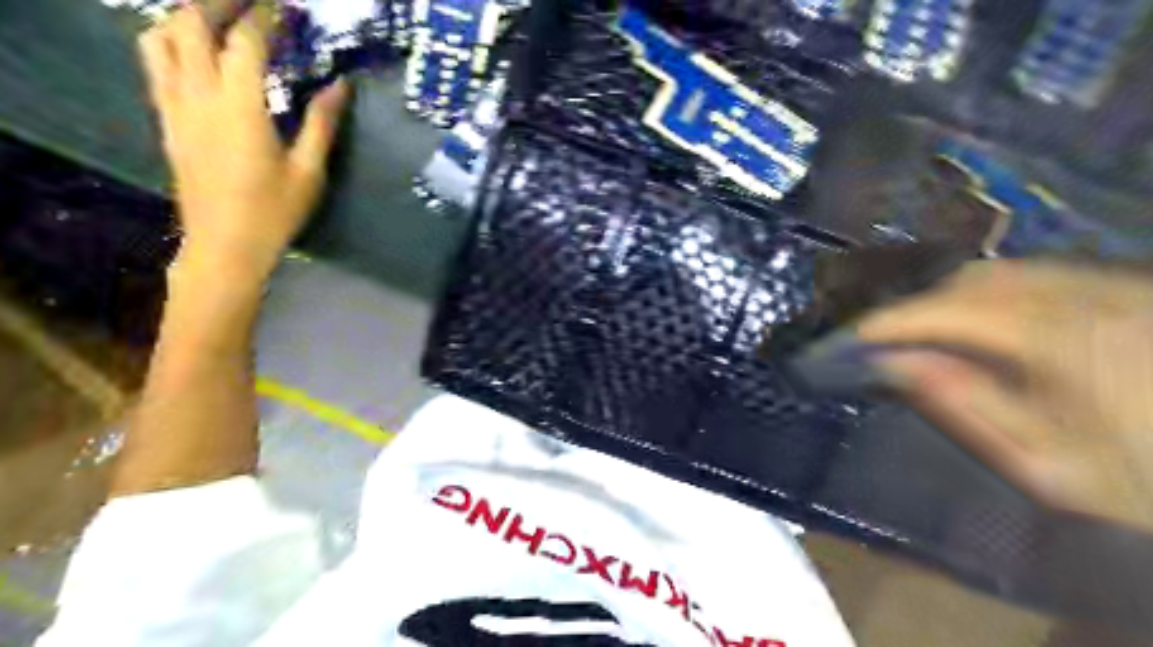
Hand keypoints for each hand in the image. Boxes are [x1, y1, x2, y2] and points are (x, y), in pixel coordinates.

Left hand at [136, 1, 346, 283]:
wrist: (225, 245)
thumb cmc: (274, 211)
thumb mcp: (309, 171)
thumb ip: (322, 123)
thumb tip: (340, 85)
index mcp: (239, 107)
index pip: (244, 41)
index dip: (263, 17)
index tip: (283, 8)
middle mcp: (198, 95)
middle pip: (191, 24)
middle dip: (218, 5)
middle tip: (250, 7)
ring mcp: (175, 106)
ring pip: (161, 38)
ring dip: (187, 19)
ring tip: (217, 22)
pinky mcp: (167, 120)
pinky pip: (155, 64)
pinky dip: (172, 43)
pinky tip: (197, 55)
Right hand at [854, 258, 1152, 534]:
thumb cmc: (1140, 484)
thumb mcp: (1045, 464)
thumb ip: (966, 406)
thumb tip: (895, 362)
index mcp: (1072, 344)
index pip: (958, 312)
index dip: (900, 319)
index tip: (858, 334)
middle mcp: (1096, 299)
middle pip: (982, 280)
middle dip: (925, 305)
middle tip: (891, 337)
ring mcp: (1120, 289)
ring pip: (1011, 271)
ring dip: (956, 296)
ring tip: (928, 329)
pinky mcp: (1131, 292)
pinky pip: (1044, 275)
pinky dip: (997, 292)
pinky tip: (984, 321)